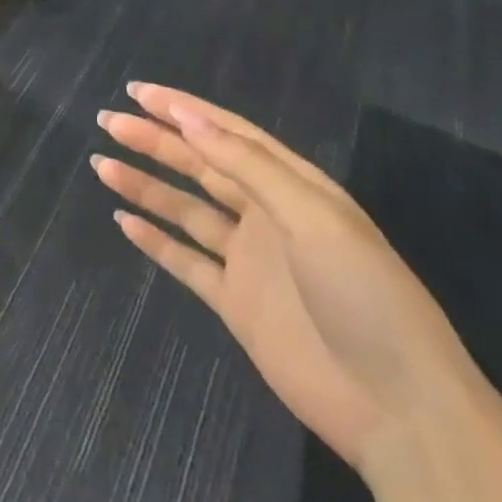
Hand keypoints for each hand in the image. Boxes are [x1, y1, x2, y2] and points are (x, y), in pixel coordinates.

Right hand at [92, 83, 483, 473]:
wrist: (399, 410)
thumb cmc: (364, 296)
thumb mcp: (313, 218)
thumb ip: (247, 166)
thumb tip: (187, 117)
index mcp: (293, 187)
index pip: (228, 133)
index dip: (182, 109)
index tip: (137, 92)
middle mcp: (268, 216)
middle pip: (200, 166)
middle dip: (154, 140)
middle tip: (107, 121)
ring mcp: (250, 260)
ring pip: (186, 209)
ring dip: (145, 186)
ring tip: (102, 164)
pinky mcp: (236, 303)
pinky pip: (186, 261)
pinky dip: (156, 241)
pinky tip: (124, 222)